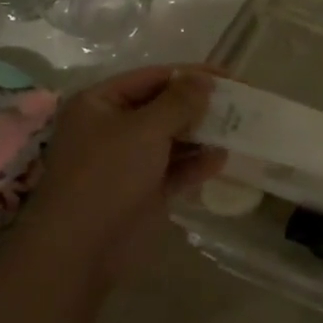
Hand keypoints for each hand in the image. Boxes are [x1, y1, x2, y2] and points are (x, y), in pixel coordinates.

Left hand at [15, 67, 223, 286]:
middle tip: (240, 104)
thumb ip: (179, 102)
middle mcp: (113, 128)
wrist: (82, 247)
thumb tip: (204, 79)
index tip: (230, 77)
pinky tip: (222, 159)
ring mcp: (129, 161)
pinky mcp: (144, 190)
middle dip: (200, 106)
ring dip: (202, 135)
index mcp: (100, 103)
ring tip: (239, 129)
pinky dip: (197, 164)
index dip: (190, 74)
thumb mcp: (145, 129)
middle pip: (164, 108)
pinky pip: (176, 169)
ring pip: (172, 139)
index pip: (151, 78)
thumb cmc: (108, 175)